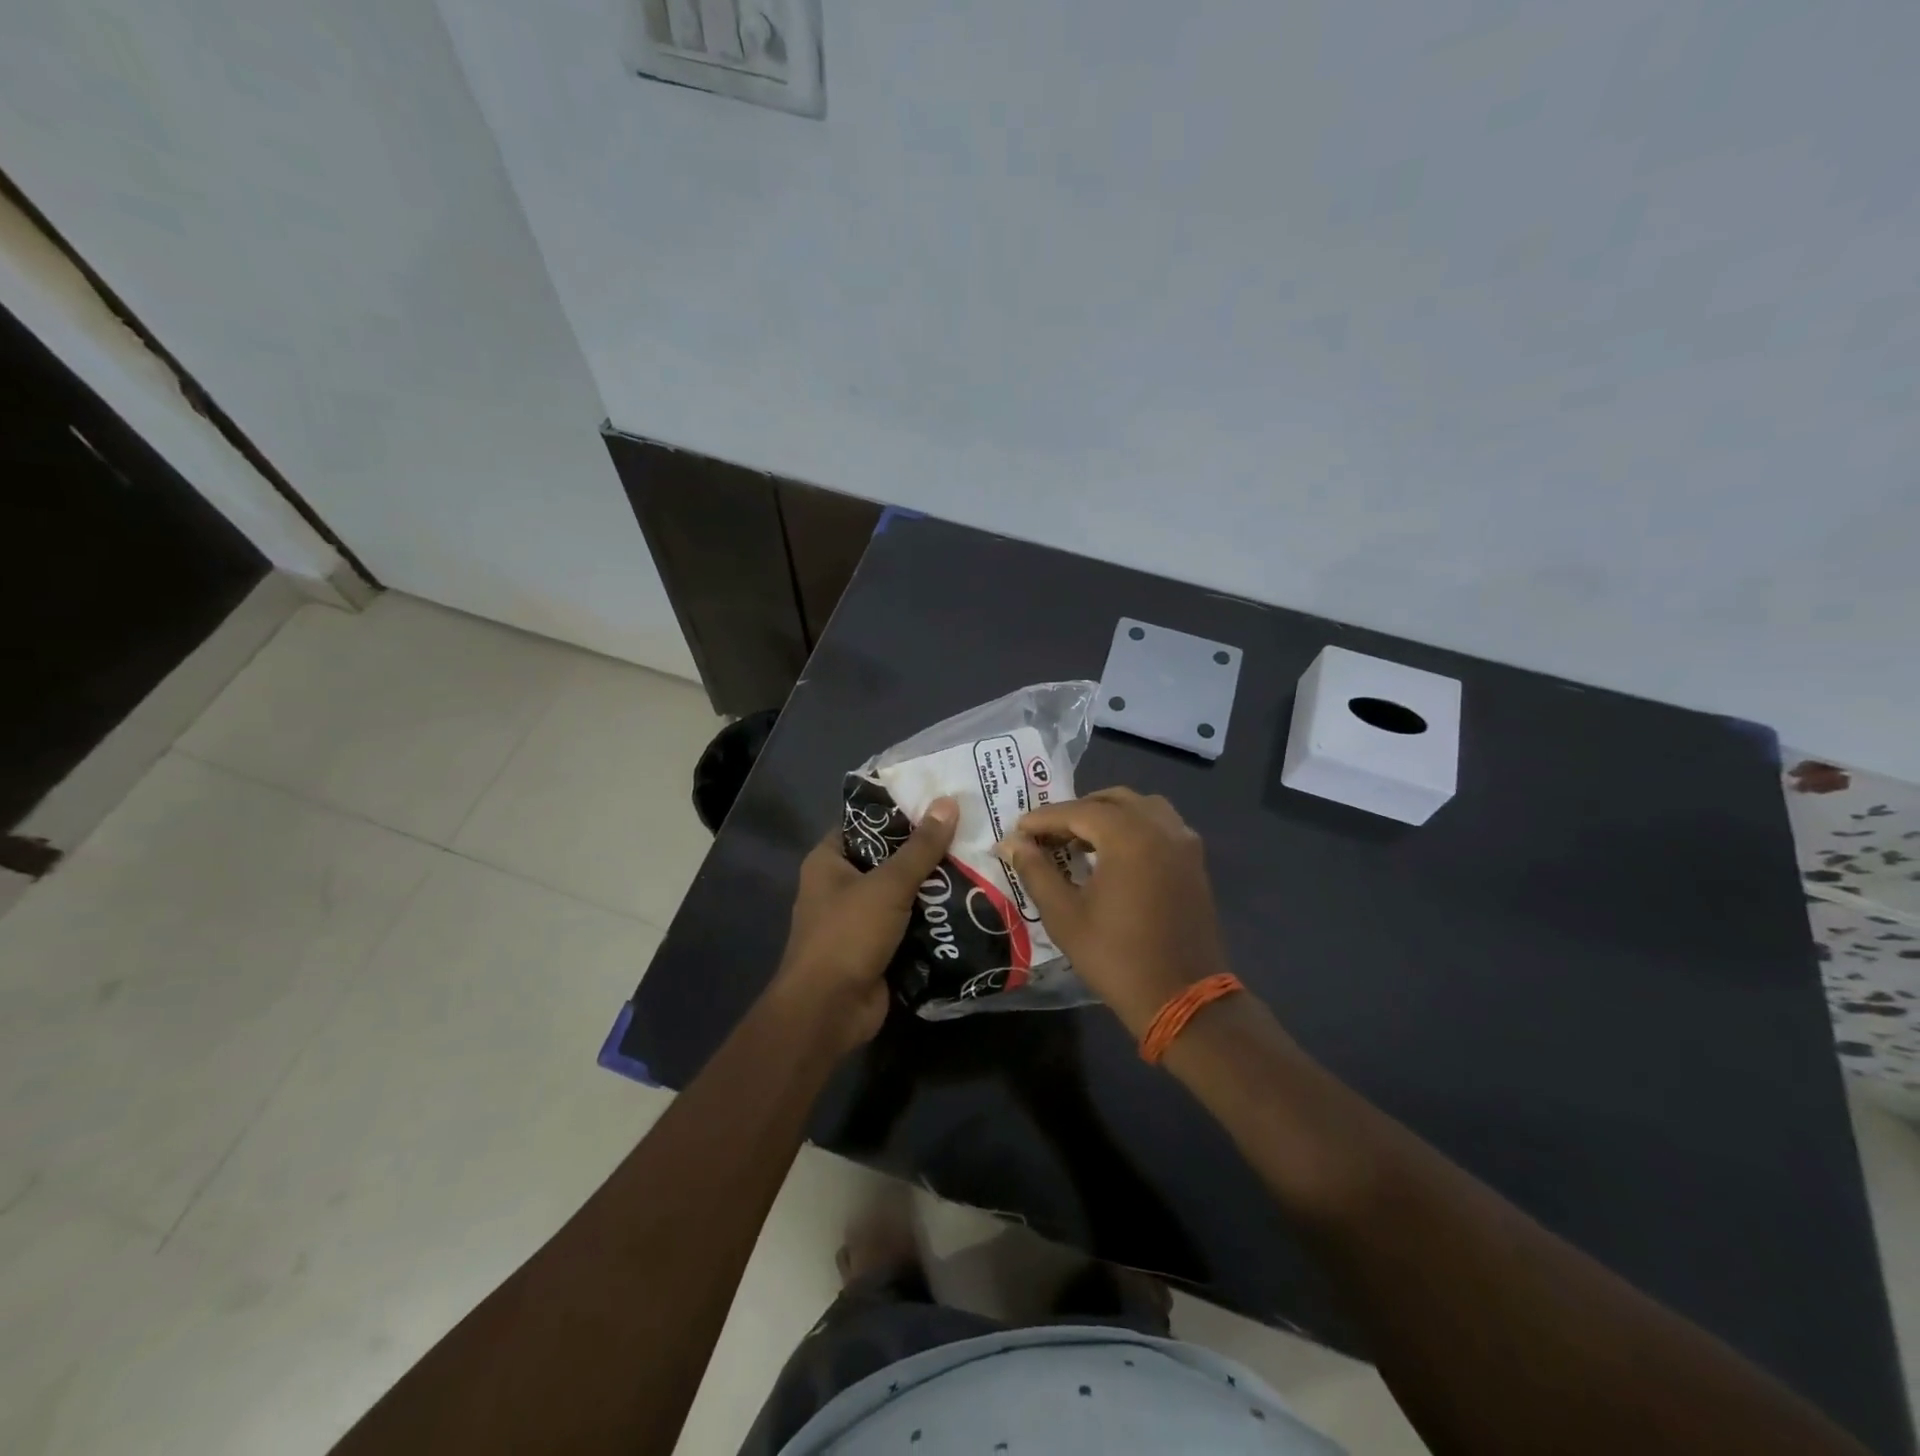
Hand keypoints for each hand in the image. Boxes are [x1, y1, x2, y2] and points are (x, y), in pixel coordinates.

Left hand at [771, 796, 958, 1052]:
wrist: (829, 1011)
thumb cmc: (848, 935)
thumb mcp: (888, 885)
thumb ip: (921, 847)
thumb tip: (948, 802)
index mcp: (829, 860)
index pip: (866, 823)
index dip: (899, 811)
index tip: (939, 800)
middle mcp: (840, 886)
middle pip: (889, 858)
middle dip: (926, 850)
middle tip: (968, 830)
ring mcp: (859, 920)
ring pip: (903, 893)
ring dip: (934, 886)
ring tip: (978, 862)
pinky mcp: (878, 948)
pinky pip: (910, 924)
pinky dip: (933, 918)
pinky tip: (969, 904)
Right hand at [998, 787, 1230, 1037]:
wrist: (1182, 998)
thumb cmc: (1116, 957)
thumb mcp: (1064, 915)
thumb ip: (1035, 871)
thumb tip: (1011, 843)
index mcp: (1129, 836)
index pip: (1078, 811)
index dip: (1044, 819)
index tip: (1018, 830)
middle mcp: (1161, 827)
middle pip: (1111, 800)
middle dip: (1075, 812)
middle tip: (1046, 835)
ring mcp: (1183, 842)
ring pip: (1140, 807)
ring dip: (1107, 814)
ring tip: (1080, 840)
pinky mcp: (1194, 861)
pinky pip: (1160, 825)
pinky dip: (1133, 826)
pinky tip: (1114, 854)